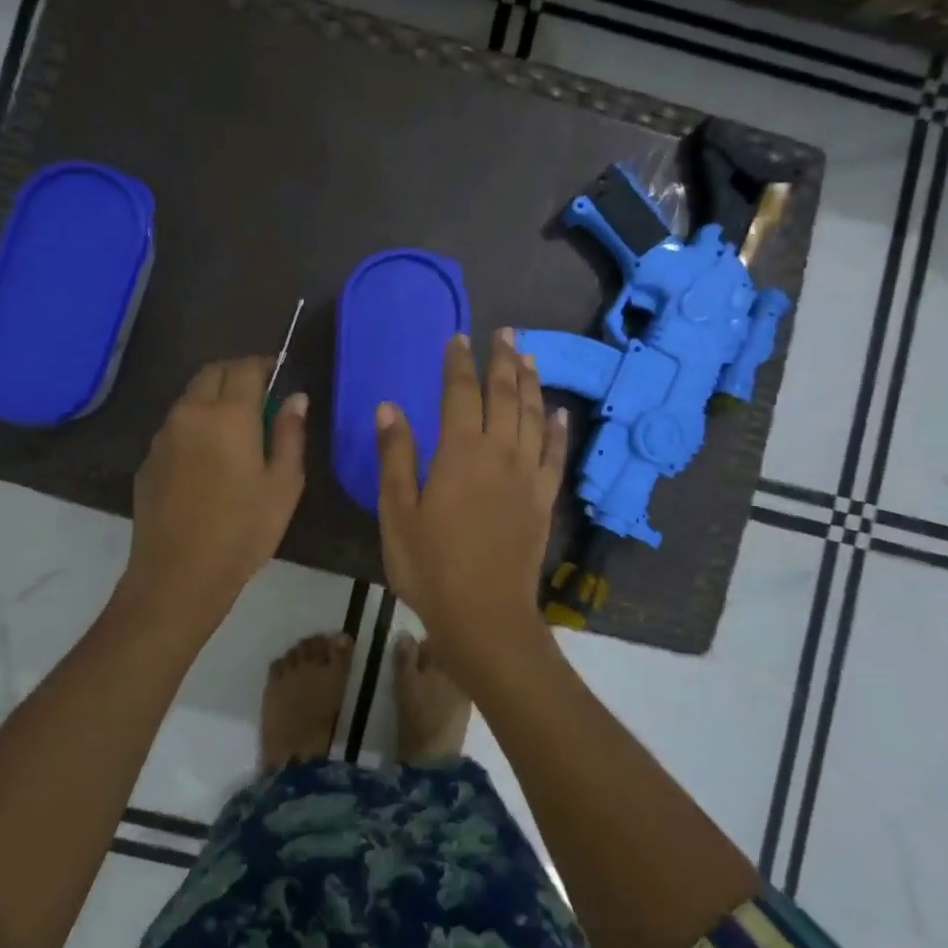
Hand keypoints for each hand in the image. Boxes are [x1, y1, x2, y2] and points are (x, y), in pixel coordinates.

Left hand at [122, 356, 306, 625]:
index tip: (279, 372)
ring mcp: (163, 436)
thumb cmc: (243, 531)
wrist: (179, 574)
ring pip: (190, 397)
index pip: (246, 369)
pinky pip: (175, 425)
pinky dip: (195, 423)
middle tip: (260, 391)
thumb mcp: (283, 485)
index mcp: (228, 416)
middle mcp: (190, 414)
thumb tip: (295, 398)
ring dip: (213, 396)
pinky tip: (209, 455)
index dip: (265, 364)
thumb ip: (290, 434)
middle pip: (212, 373)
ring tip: (236, 423)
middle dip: (237, 372)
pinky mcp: (148, 460)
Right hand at [376, 329, 566, 665]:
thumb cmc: (430, 566)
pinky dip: (558, 429)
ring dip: (532, 383)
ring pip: (534, 417)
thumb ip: (395, 457)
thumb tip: (389, 407)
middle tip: (505, 332)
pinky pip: (555, 455)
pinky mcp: (543, 500)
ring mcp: (527, 476)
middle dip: (503, 361)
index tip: (458, 338)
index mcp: (459, 453)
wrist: (484, 615)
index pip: (460, 393)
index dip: (458, 363)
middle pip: (505, 395)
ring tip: (530, 357)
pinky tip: (559, 412)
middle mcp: (499, 454)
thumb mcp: (397, 513)